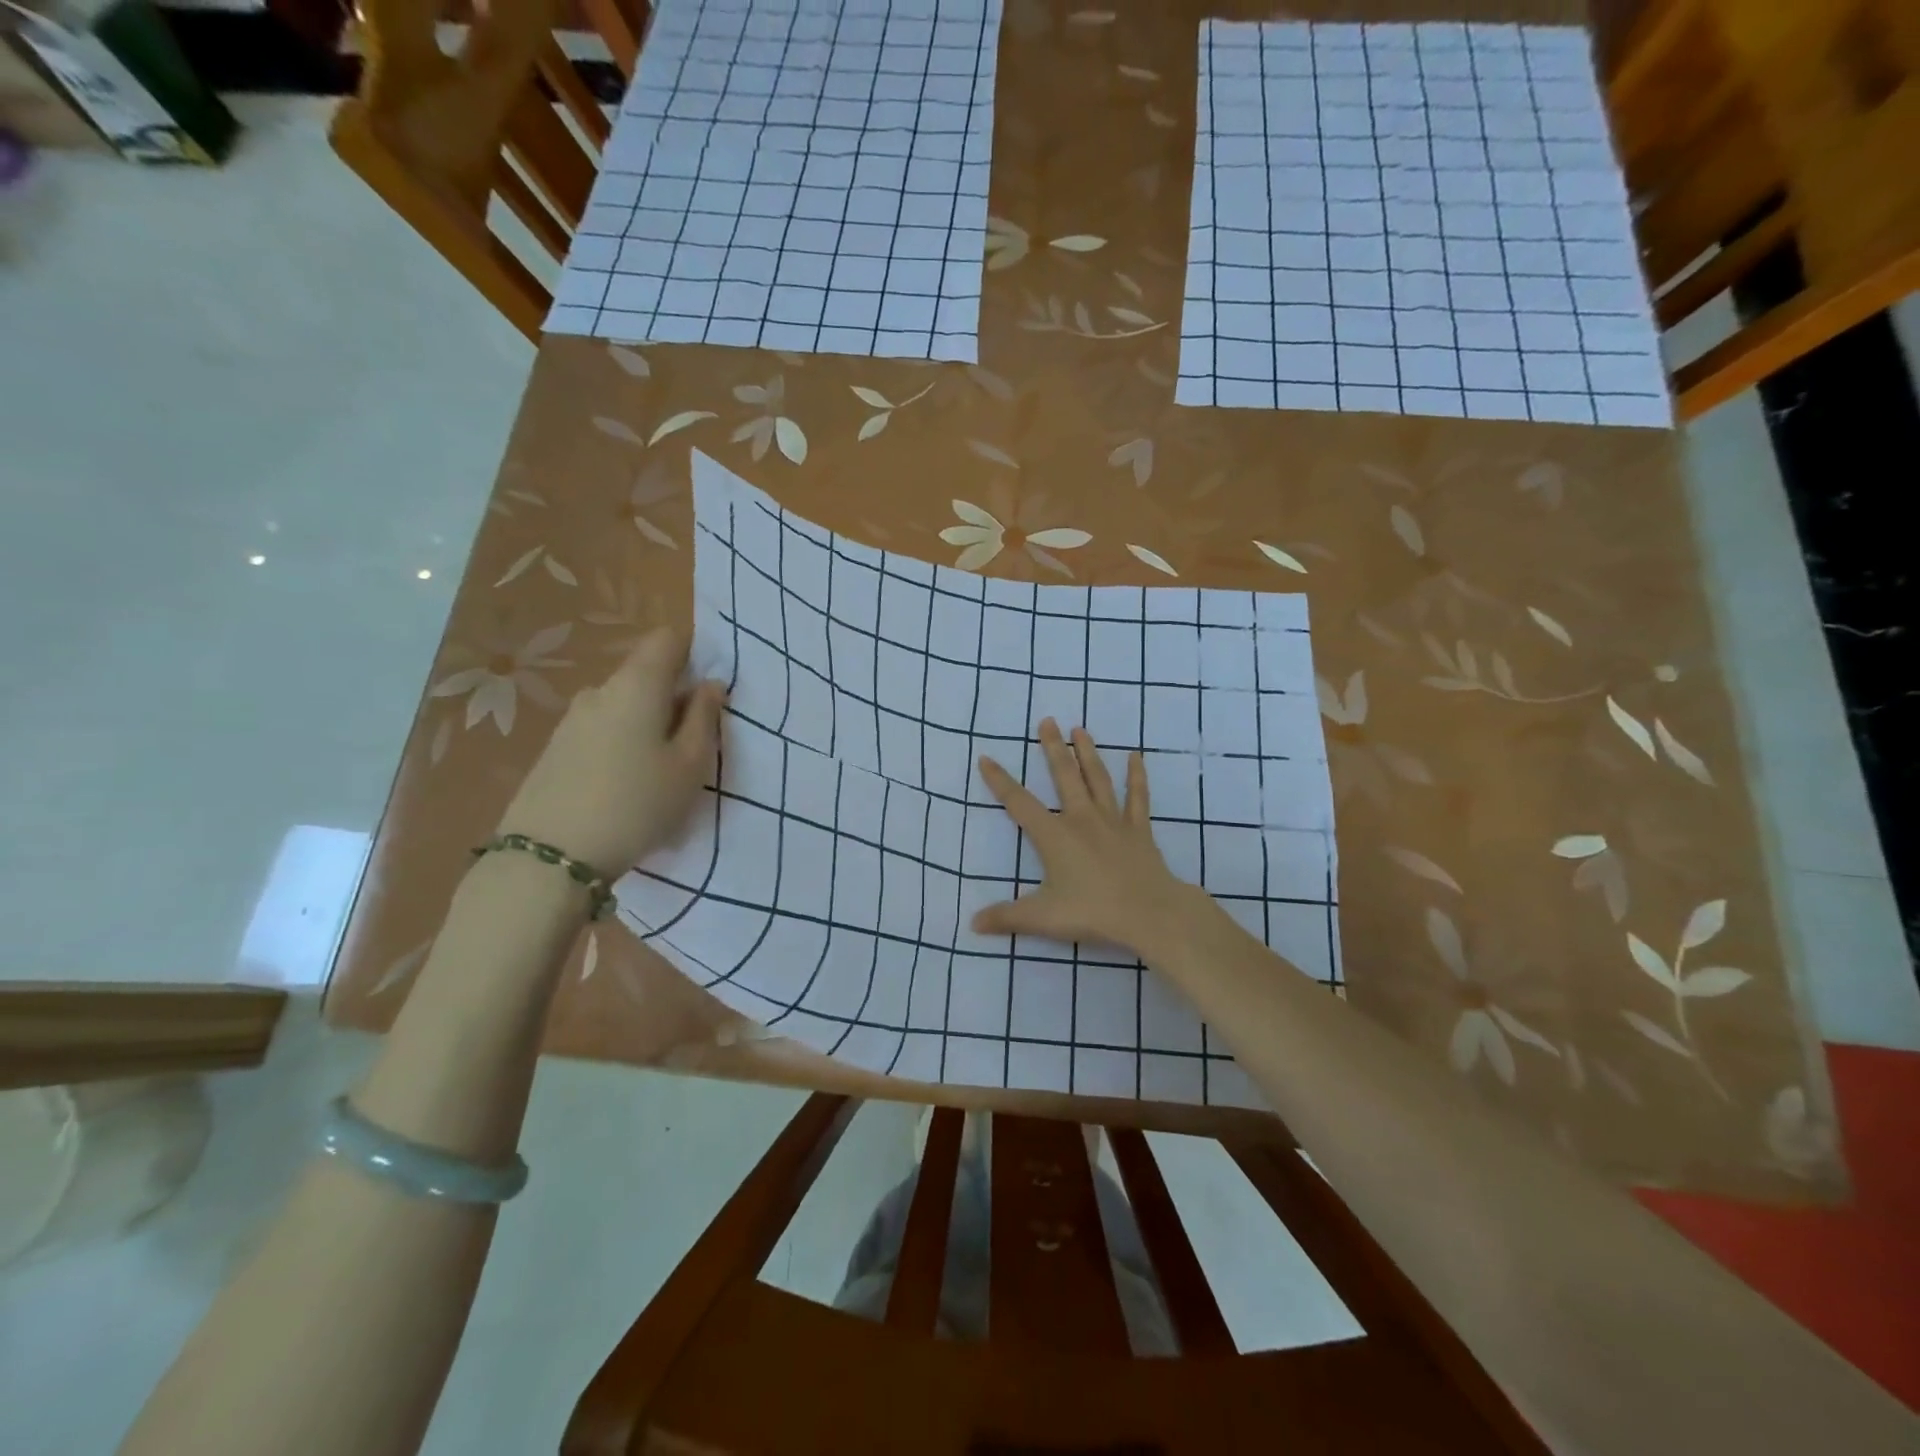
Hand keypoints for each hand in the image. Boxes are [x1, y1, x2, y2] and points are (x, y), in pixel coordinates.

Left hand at [496, 627, 724, 874]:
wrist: (551, 856)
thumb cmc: (638, 804)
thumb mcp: (690, 765)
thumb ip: (704, 718)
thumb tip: (710, 685)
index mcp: (637, 684)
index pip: (667, 639)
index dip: (693, 655)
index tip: (708, 693)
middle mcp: (600, 690)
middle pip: (645, 674)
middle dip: (673, 698)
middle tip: (691, 745)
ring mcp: (572, 719)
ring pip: (624, 706)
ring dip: (647, 725)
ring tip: (658, 773)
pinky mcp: (555, 748)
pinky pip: (602, 730)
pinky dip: (622, 745)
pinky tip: (625, 787)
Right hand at [973, 719, 1199, 957]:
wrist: (1149, 913)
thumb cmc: (1093, 912)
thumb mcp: (1042, 917)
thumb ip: (1007, 917)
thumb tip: (973, 923)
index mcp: (1054, 836)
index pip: (1019, 803)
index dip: (1000, 781)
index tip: (986, 758)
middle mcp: (1081, 819)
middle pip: (1064, 776)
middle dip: (1052, 748)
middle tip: (1046, 721)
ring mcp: (1113, 821)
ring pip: (1097, 778)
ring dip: (1088, 753)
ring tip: (1079, 729)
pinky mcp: (1139, 830)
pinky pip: (1137, 797)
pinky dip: (1136, 777)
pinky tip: (1135, 757)